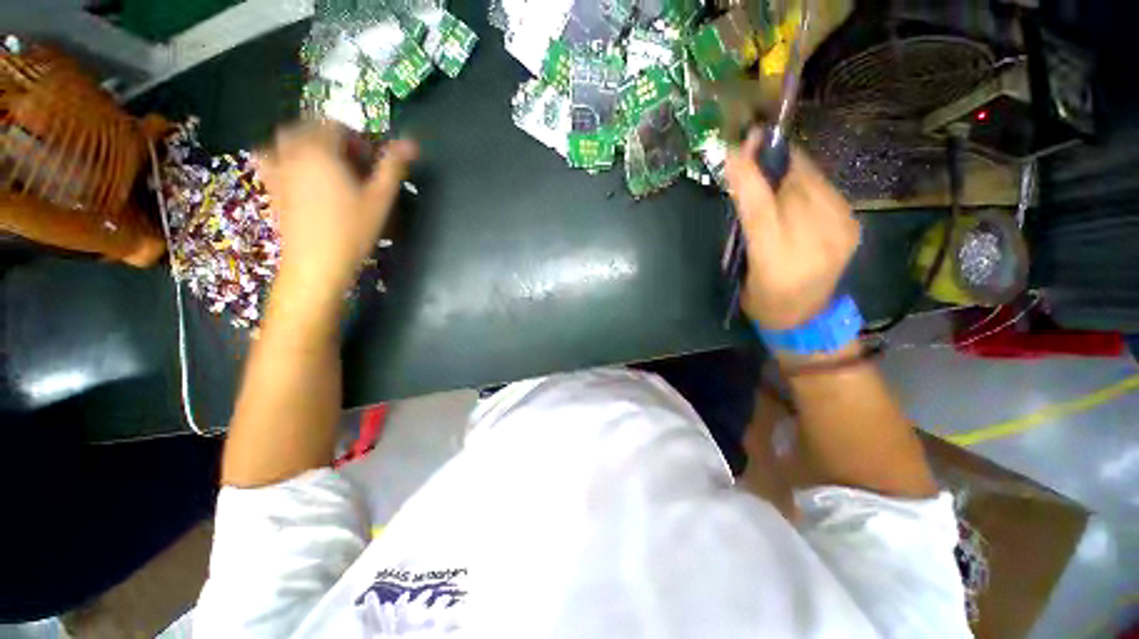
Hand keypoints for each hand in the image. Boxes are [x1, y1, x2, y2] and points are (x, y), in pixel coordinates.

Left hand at [257, 123, 417, 290]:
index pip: (336, 126)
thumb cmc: (352, 230)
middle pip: (310, 128)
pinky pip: (270, 157)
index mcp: (321, 151)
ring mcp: (278, 168)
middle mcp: (294, 152)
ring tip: (326, 163)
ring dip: (307, 143)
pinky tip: (297, 171)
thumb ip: (393, 167)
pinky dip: (283, 155)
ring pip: (287, 139)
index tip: (370, 161)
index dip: (356, 139)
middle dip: (332, 139)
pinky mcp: (272, 186)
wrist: (316, 263)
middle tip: (353, 163)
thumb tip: (412, 143)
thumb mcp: (380, 199)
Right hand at [725, 134, 859, 329]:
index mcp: (776, 263)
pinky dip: (807, 179)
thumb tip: (745, 184)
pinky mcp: (853, 225)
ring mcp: (840, 233)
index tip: (734, 149)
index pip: (761, 210)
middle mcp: (814, 245)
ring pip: (812, 182)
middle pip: (792, 188)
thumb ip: (746, 228)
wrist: (806, 316)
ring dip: (789, 166)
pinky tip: (794, 181)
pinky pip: (826, 190)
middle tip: (753, 141)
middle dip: (771, 161)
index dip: (748, 177)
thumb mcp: (742, 269)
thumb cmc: (763, 298)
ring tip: (772, 158)